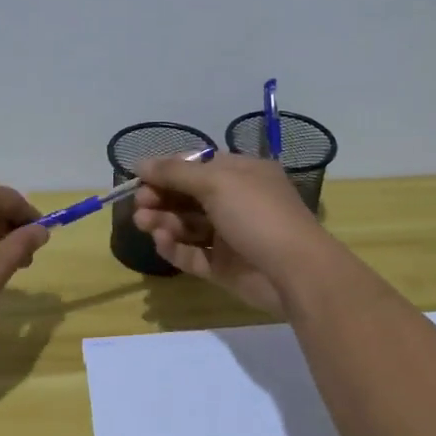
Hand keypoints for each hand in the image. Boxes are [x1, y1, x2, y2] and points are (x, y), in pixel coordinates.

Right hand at [133, 153, 333, 317]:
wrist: (295, 271)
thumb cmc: (258, 214)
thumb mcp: (217, 182)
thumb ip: (175, 173)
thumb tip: (141, 163)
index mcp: (242, 174)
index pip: (197, 166)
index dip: (167, 170)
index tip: (139, 177)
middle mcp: (236, 202)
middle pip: (189, 196)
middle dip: (161, 197)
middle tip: (139, 204)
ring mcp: (230, 236)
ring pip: (188, 226)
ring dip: (163, 221)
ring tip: (143, 223)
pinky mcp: (224, 267)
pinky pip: (193, 254)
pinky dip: (175, 248)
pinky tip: (161, 242)